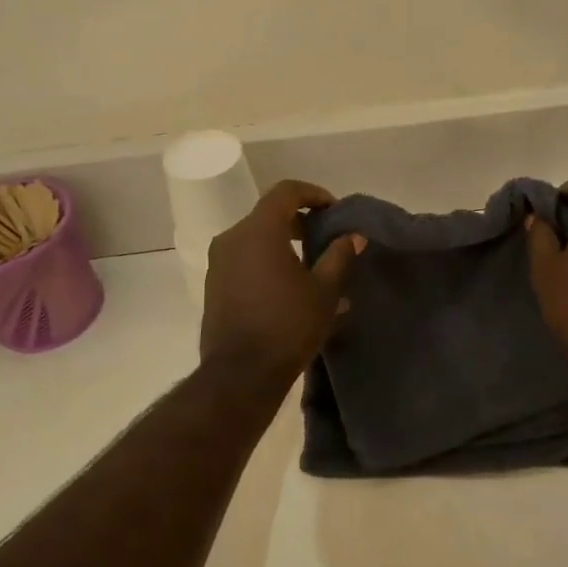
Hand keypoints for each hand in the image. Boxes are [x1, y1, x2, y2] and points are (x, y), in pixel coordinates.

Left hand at [199, 180, 364, 392]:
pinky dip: (267, 262)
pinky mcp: (214, 286)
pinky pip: (244, 260)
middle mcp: (233, 238)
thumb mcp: (325, 291)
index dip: (313, 194)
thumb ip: (339, 256)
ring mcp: (219, 263)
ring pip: (255, 239)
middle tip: (325, 237)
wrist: (241, 374)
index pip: (286, 192)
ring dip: (283, 243)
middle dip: (299, 221)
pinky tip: (289, 288)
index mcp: (259, 230)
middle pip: (268, 214)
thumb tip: (353, 236)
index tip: (333, 210)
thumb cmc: (288, 326)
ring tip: (311, 266)